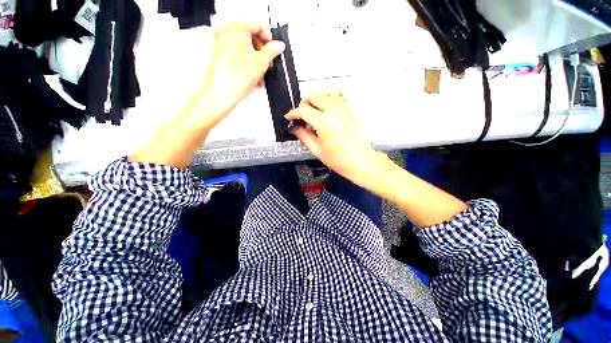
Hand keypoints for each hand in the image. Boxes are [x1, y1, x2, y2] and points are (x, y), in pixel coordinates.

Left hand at [197, 22, 284, 127]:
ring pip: (245, 47)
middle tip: (268, 62)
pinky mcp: (221, 55)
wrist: (222, 92)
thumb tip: (278, 46)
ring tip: (261, 71)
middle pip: (251, 37)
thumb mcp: (261, 62)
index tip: (274, 49)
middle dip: (262, 51)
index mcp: (235, 28)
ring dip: (256, 59)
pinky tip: (253, 74)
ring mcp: (222, 44)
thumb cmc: (235, 77)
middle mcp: (225, 33)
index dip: (269, 39)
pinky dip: (248, 62)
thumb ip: (272, 51)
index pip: (258, 25)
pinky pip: (238, 54)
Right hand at [285, 90, 381, 183]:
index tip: (289, 117)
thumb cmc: (339, 160)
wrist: (361, 161)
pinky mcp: (350, 110)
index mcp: (325, 123)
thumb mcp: (317, 150)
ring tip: (312, 110)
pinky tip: (325, 107)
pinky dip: (328, 97)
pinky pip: (338, 96)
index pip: (304, 110)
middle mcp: (335, 112)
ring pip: (326, 93)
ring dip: (315, 99)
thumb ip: (303, 136)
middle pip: (314, 97)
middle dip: (304, 104)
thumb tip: (294, 128)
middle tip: (300, 115)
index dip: (293, 113)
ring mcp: (344, 109)